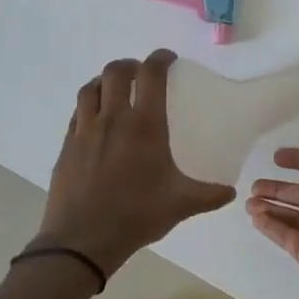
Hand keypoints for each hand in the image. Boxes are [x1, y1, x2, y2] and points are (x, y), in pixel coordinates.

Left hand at [34, 51, 236, 275]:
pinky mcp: (67, 146)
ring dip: (105, 81)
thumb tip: (231, 192)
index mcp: (144, 126)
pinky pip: (77, 113)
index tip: (167, 58)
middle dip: (130, 65)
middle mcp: (113, 119)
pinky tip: (96, 119)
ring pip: (91, 88)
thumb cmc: (137, 215)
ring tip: (115, 89)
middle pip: (116, 72)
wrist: (83, 239)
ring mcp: (85, 131)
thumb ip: (209, 195)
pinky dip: (88, 105)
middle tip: (141, 72)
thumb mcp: (181, 205)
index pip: (151, 75)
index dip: (159, 59)